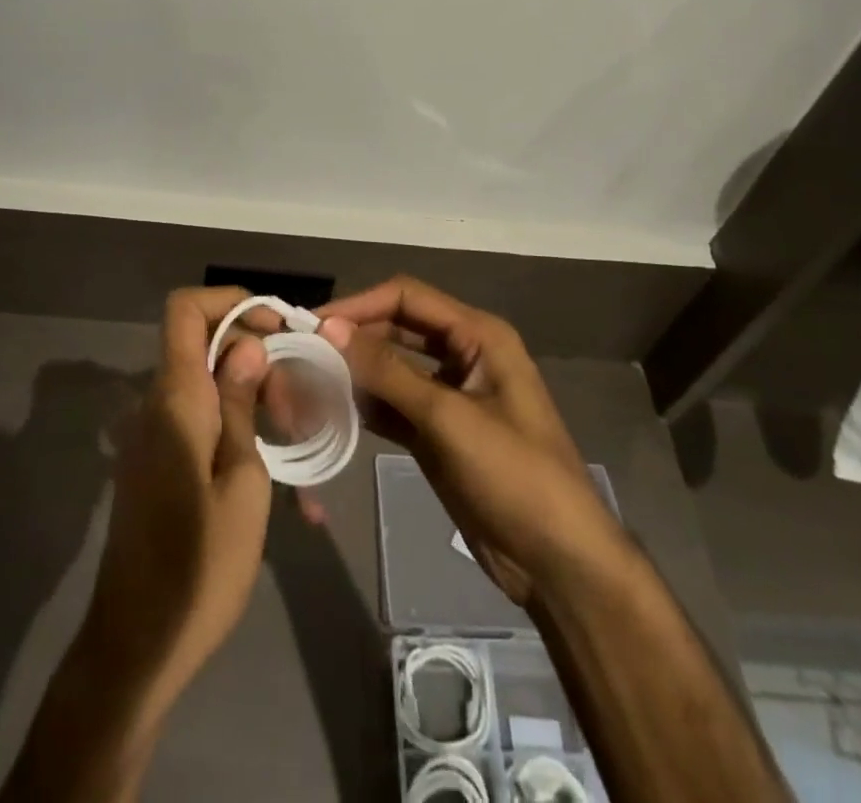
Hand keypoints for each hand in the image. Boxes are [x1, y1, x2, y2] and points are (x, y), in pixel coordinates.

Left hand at [80, 287, 272, 716]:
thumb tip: (246, 346)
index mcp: (175, 399)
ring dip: (253, 399)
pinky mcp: (156, 464)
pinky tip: (276, 474)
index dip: (232, 302)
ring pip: (208, 385)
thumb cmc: (200, 566)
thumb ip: (239, 404)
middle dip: (258, 360)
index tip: (278, 330)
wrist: (136, 647)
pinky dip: (236, 428)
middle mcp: (156, 405)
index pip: (185, 309)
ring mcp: (153, 435)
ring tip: (299, 442)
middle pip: (205, 346)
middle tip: (301, 408)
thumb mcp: (242, 481)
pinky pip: (198, 421)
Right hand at [320, 276, 623, 608]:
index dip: (359, 305)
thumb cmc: (514, 476)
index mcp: (478, 335)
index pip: (407, 297)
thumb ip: (387, 371)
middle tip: (302, 353)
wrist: (558, 562)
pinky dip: (363, 404)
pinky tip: (329, 411)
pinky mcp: (436, 431)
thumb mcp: (448, 418)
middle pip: (395, 328)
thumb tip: (329, 328)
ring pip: (390, 367)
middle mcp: (461, 354)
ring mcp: (448, 394)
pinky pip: (392, 404)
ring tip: (307, 382)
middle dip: (352, 338)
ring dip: (353, 372)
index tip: (314, 324)